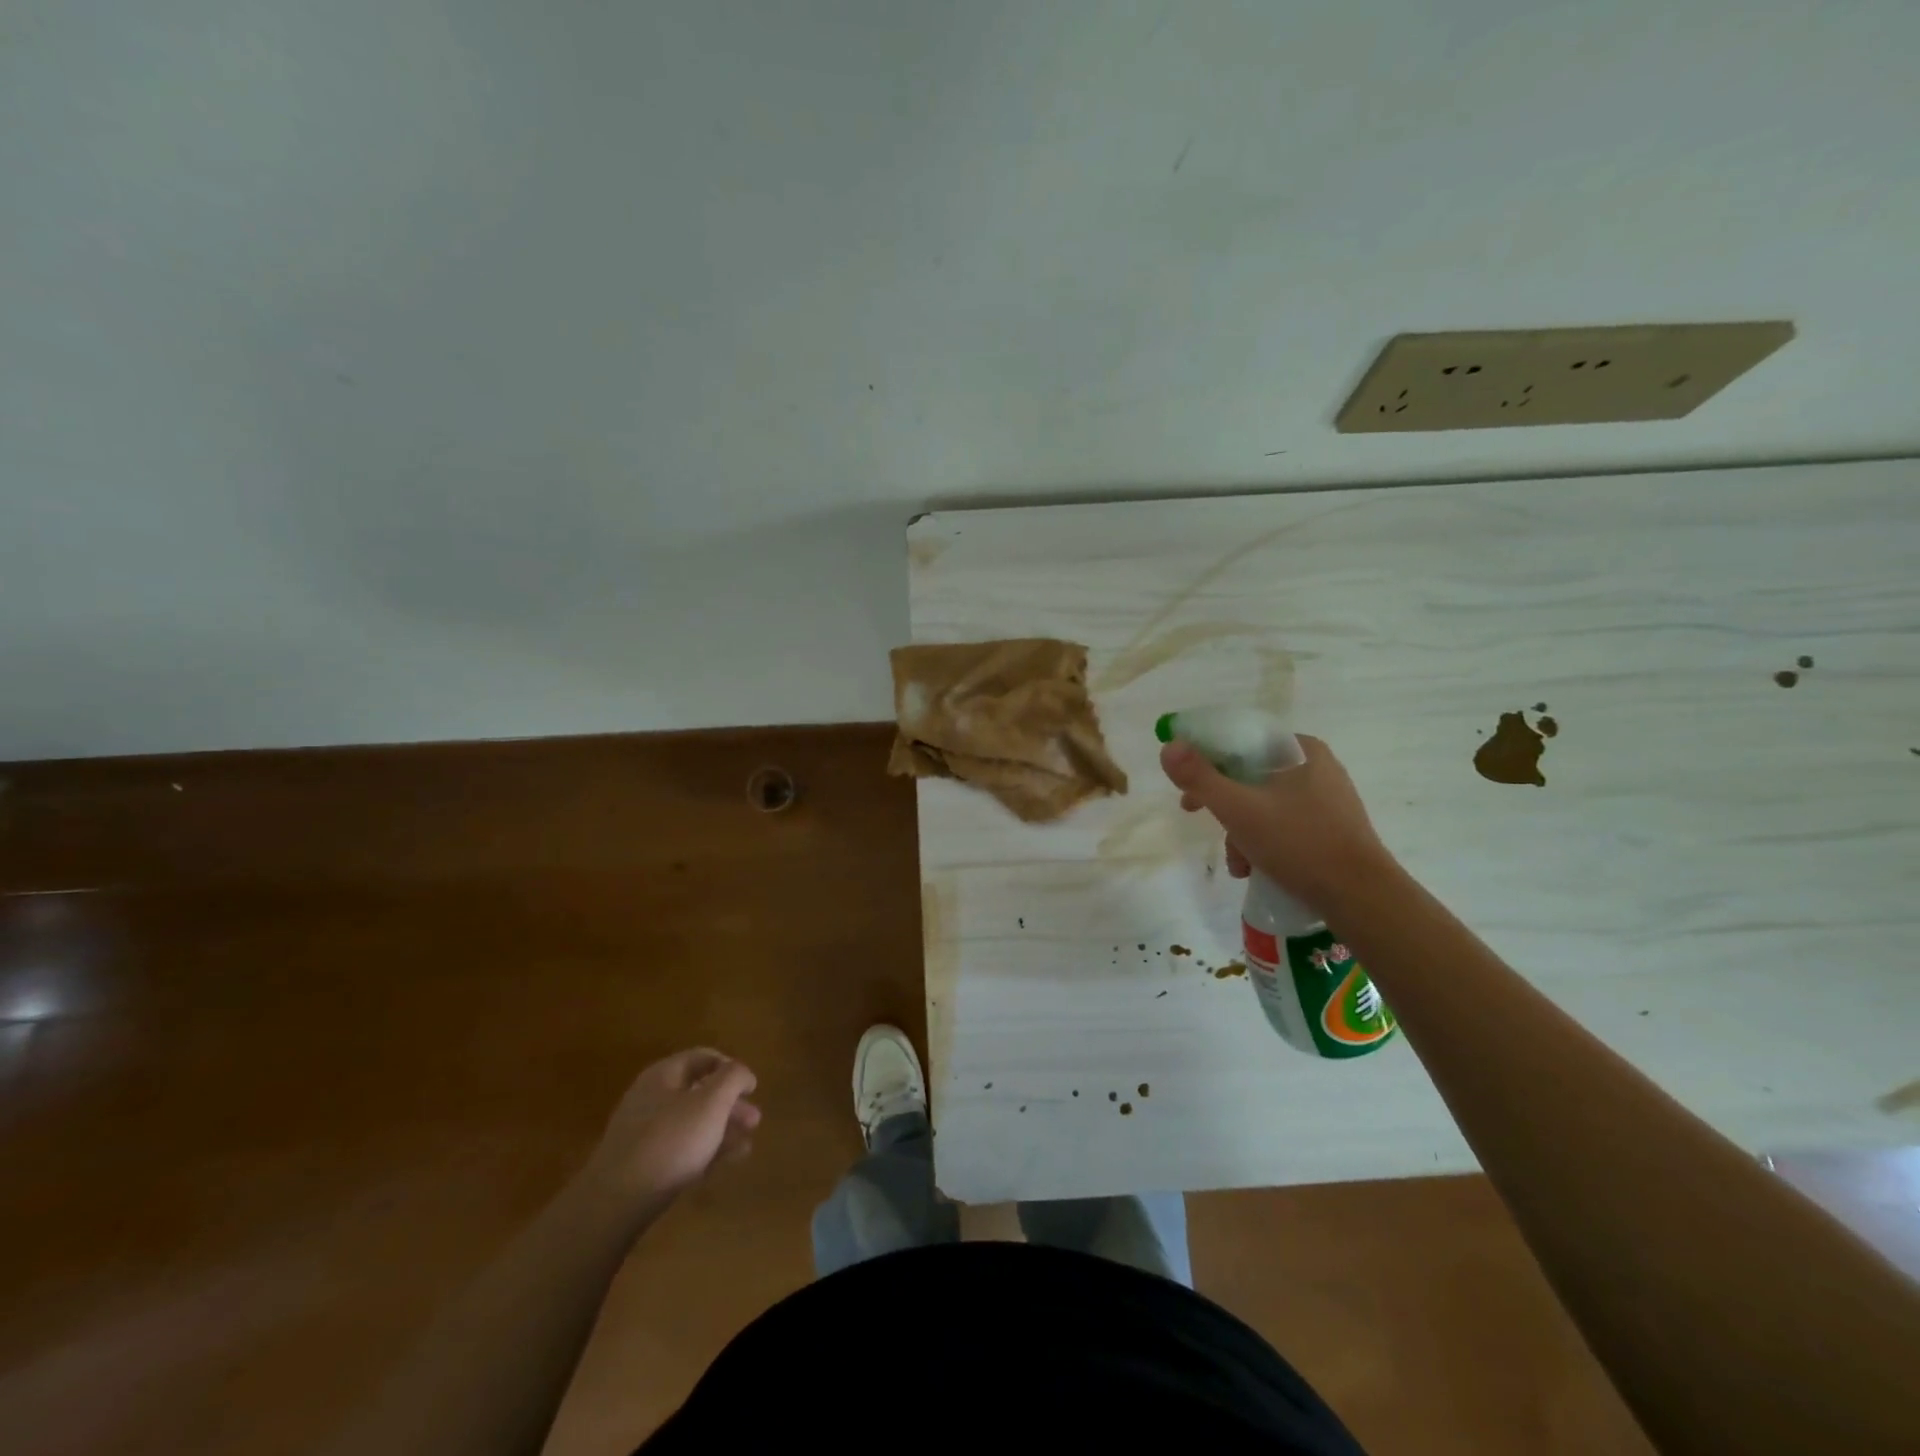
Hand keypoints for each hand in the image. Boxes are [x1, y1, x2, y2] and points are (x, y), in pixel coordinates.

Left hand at [584, 1049, 760, 1207]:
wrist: (616, 1203)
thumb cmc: (670, 1141)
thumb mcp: (711, 1102)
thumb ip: (733, 1078)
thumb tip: (743, 1073)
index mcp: (664, 1075)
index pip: (703, 1057)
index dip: (731, 1067)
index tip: (752, 1087)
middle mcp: (652, 1098)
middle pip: (699, 1091)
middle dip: (730, 1103)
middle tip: (755, 1119)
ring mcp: (645, 1133)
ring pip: (693, 1122)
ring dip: (722, 1128)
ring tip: (747, 1142)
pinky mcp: (644, 1165)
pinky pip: (682, 1148)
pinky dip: (707, 1150)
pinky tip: (727, 1161)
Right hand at [1158, 734, 1392, 910]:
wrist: (1362, 897)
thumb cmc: (1298, 844)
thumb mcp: (1238, 809)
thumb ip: (1199, 777)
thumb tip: (1169, 745)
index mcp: (1299, 750)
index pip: (1240, 741)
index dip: (1205, 759)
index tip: (1187, 785)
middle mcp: (1316, 766)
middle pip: (1249, 774)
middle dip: (1222, 804)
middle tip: (1197, 817)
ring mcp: (1327, 798)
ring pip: (1264, 802)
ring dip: (1240, 830)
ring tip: (1238, 863)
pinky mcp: (1332, 827)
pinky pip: (1284, 823)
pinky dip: (1263, 841)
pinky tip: (1256, 868)